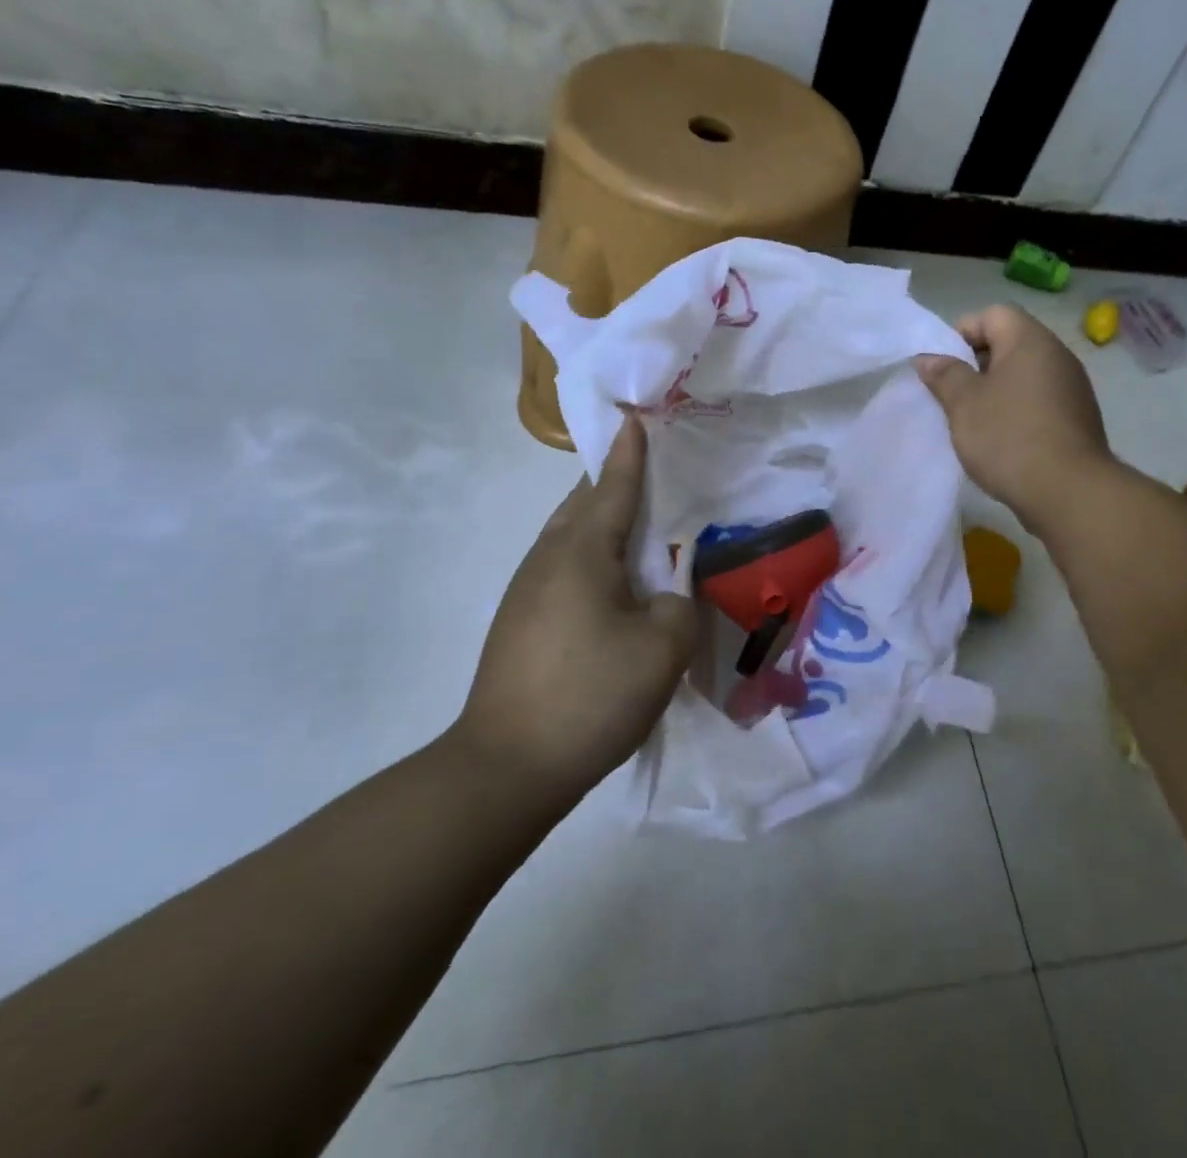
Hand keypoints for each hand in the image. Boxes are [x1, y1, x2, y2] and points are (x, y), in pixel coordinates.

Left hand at [455, 416, 696, 797]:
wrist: (506, 767)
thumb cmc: (590, 695)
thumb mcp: (662, 649)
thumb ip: (679, 605)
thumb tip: (665, 596)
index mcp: (581, 552)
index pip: (613, 486)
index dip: (631, 453)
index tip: (637, 418)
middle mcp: (547, 559)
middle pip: (583, 504)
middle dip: (615, 482)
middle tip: (653, 473)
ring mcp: (526, 591)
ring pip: (569, 537)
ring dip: (602, 523)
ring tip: (639, 528)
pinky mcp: (519, 621)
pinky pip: (562, 568)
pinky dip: (592, 558)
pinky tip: (613, 586)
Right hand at [916, 304, 1111, 533]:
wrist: (1068, 492)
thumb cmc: (1009, 437)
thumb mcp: (964, 404)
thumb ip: (944, 375)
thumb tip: (928, 357)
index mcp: (1030, 341)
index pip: (992, 314)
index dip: (962, 333)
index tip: (944, 368)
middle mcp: (1057, 355)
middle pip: (1009, 342)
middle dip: (976, 364)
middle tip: (954, 396)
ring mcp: (1072, 388)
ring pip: (1024, 375)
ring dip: (996, 391)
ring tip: (974, 422)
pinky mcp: (1078, 418)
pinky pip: (1039, 400)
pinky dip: (1017, 411)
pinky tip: (1003, 441)